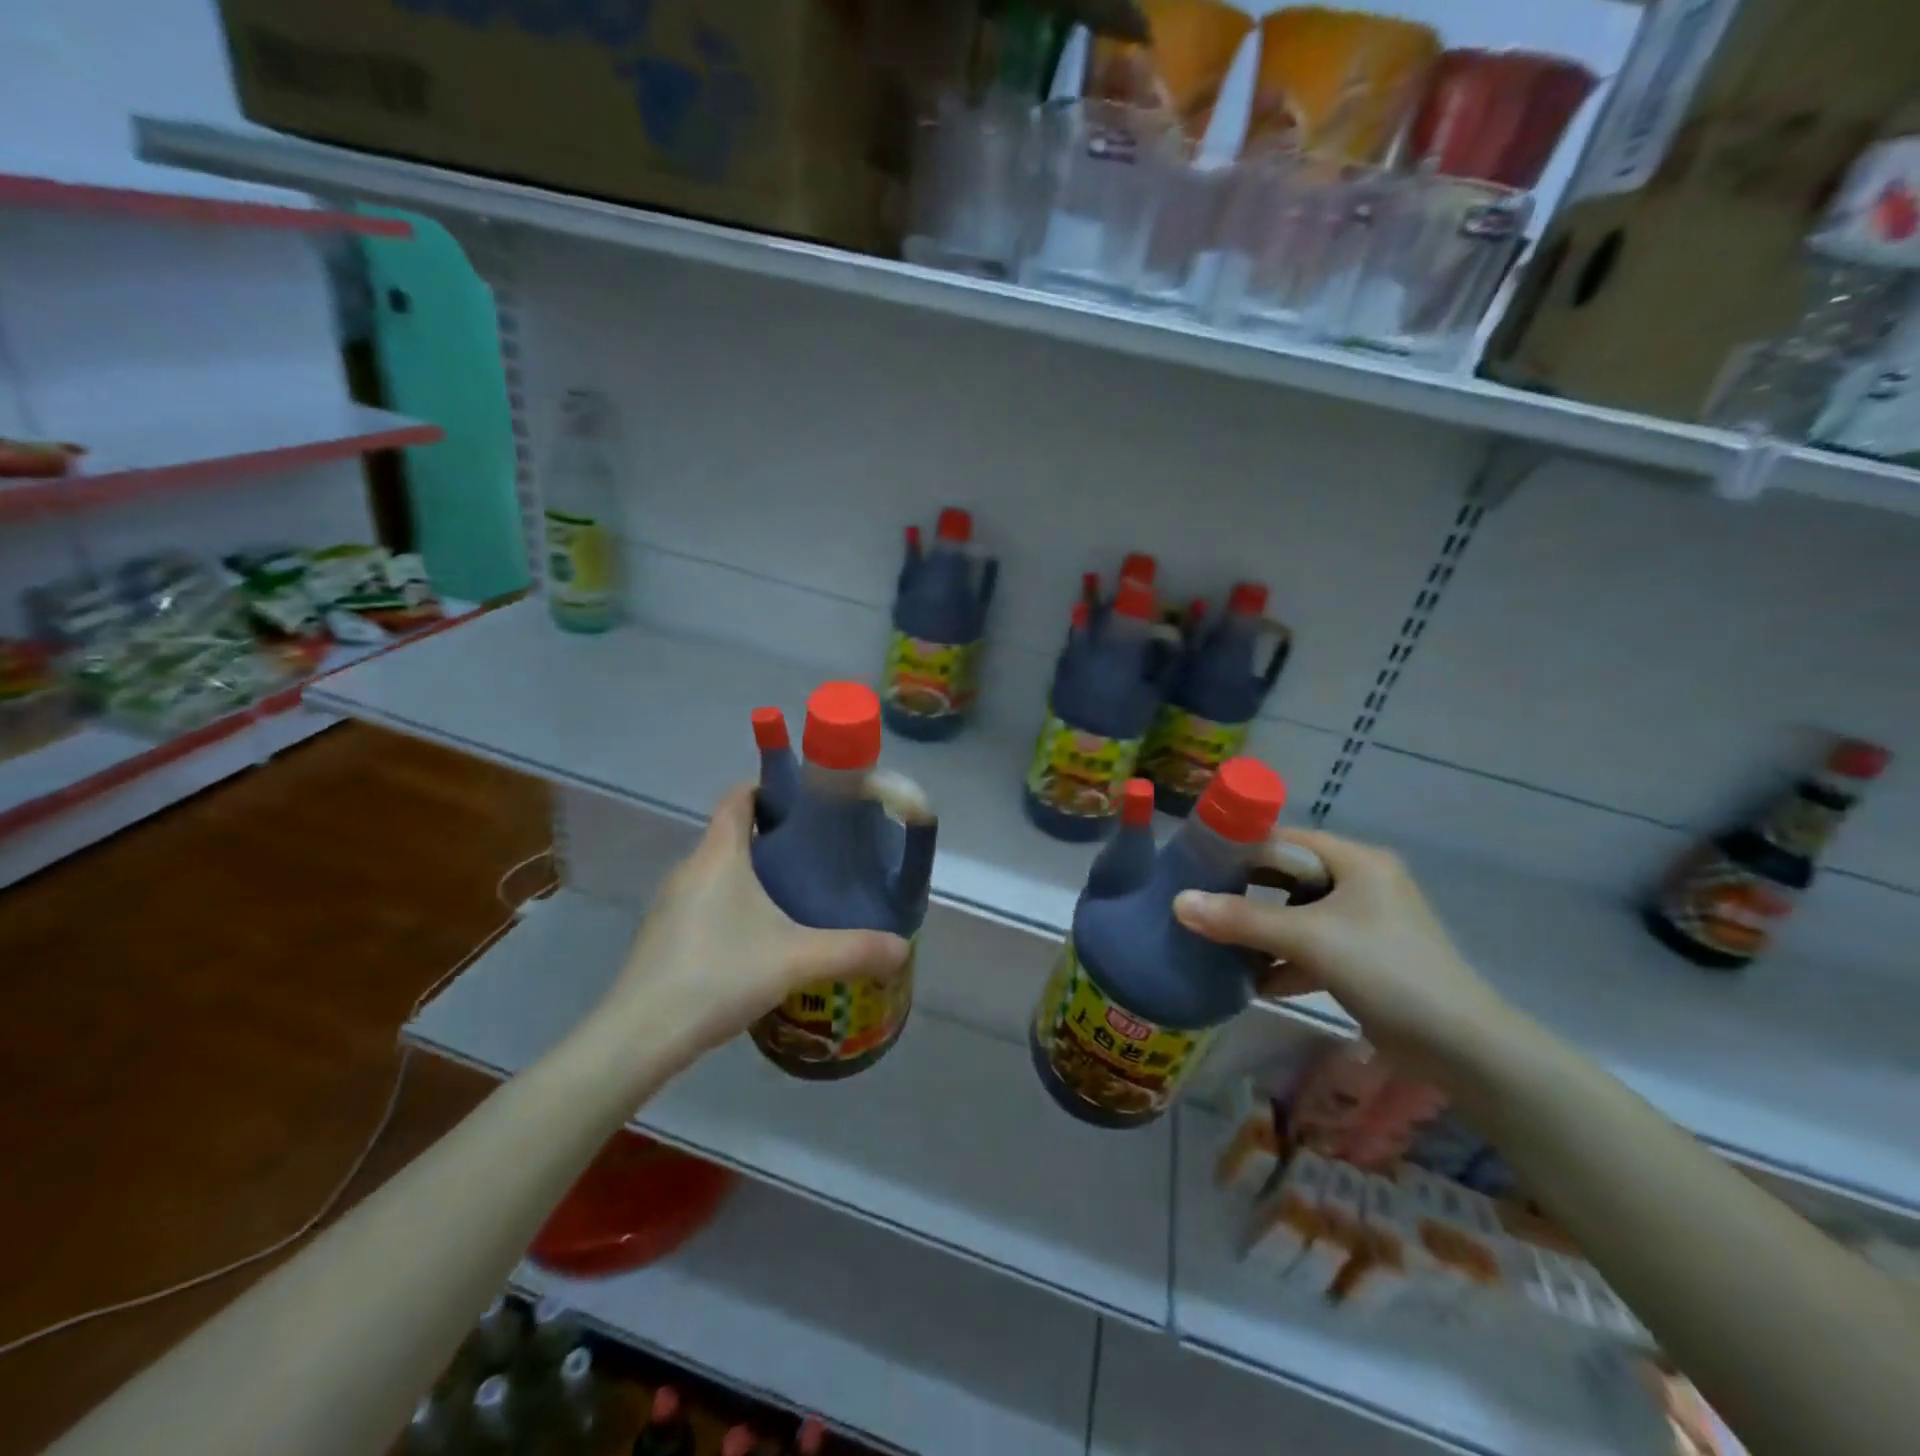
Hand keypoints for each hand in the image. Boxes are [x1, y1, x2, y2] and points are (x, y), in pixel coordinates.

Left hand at [597, 786, 910, 1056]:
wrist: (640, 1037)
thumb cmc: (719, 975)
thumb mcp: (797, 960)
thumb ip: (854, 950)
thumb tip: (903, 947)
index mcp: (718, 855)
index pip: (738, 797)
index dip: (770, 789)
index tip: (807, 805)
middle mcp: (689, 869)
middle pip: (730, 834)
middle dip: (772, 838)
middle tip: (817, 857)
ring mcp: (670, 904)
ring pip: (717, 872)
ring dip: (751, 875)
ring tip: (793, 897)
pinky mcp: (662, 936)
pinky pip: (703, 903)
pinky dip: (731, 906)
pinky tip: (755, 941)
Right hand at [1174, 829, 1516, 1085]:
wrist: (1461, 1046)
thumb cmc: (1385, 970)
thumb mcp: (1308, 938)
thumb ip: (1241, 919)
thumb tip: (1178, 902)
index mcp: (1356, 861)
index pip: (1286, 840)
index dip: (1241, 848)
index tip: (1197, 863)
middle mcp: (1362, 883)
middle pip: (1288, 878)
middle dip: (1246, 894)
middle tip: (1200, 903)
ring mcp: (1365, 923)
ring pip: (1298, 916)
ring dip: (1262, 933)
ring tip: (1218, 944)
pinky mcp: (1365, 960)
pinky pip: (1313, 948)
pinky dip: (1285, 961)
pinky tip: (1254, 983)